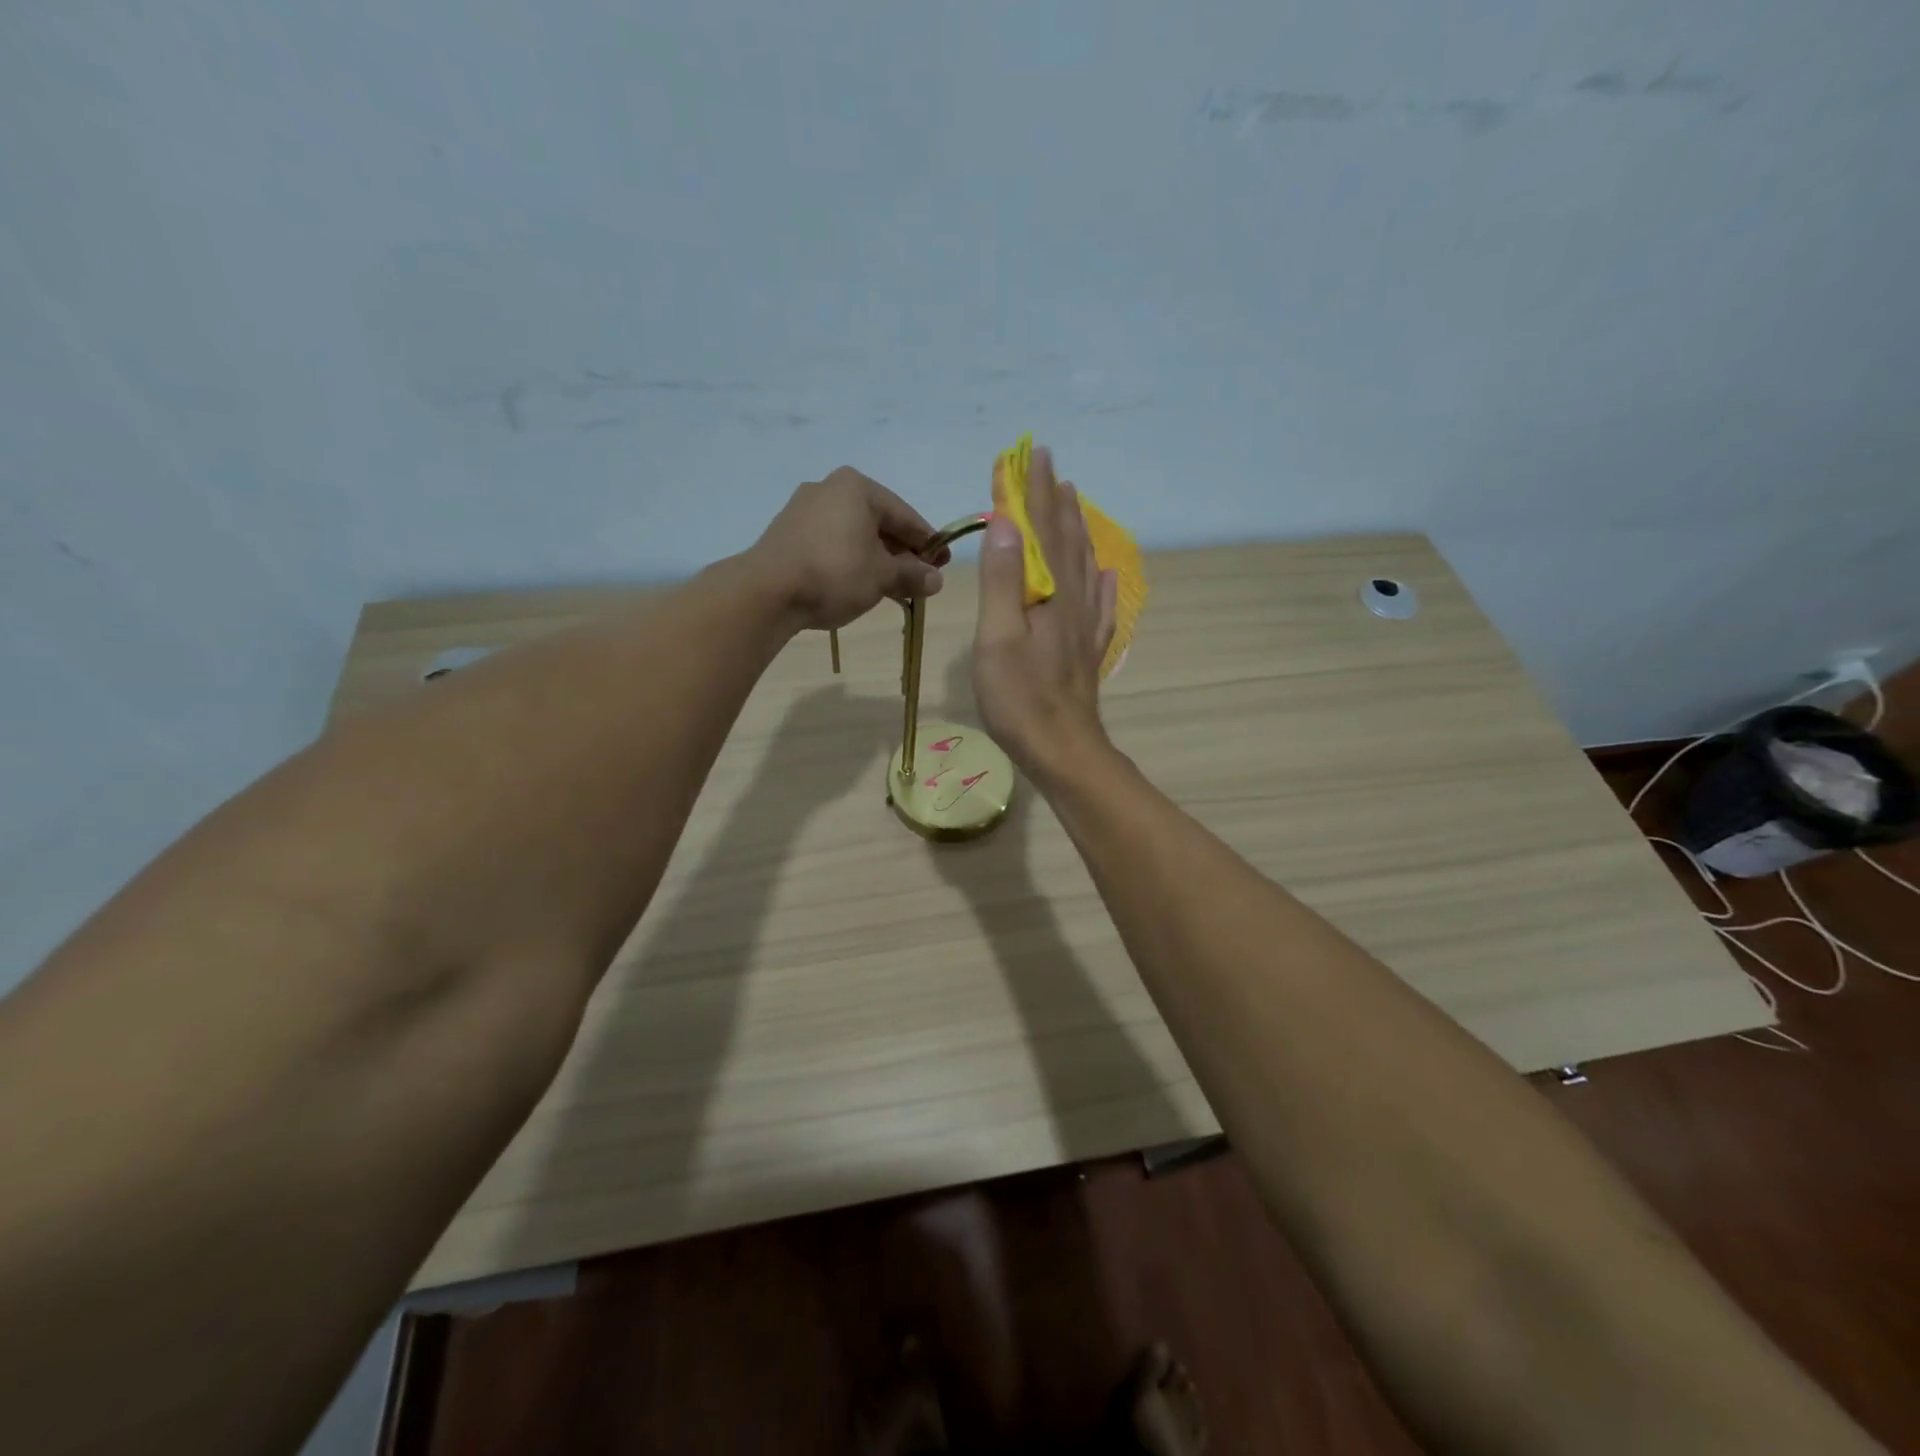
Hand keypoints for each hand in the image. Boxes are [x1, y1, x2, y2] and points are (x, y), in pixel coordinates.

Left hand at [747, 467, 948, 631]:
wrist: (767, 591)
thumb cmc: (835, 573)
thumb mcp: (882, 576)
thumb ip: (912, 575)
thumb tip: (935, 580)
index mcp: (857, 487)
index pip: (905, 515)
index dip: (928, 542)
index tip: (943, 563)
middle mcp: (829, 488)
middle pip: (878, 522)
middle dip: (901, 552)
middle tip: (920, 578)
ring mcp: (804, 509)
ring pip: (854, 534)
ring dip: (877, 559)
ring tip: (893, 586)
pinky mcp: (788, 533)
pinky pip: (832, 543)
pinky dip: (852, 560)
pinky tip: (861, 583)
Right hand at [973, 446, 1117, 779]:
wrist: (1063, 748)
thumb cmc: (1020, 697)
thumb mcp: (998, 637)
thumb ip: (1002, 579)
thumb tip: (1007, 522)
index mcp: (1048, 592)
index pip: (1039, 529)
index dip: (1029, 493)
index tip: (1025, 456)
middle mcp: (1072, 600)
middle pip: (1064, 539)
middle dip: (1054, 499)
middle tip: (1049, 465)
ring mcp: (1084, 626)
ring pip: (1083, 564)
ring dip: (1076, 528)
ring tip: (1073, 500)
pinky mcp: (1087, 650)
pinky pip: (1099, 604)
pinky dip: (1099, 581)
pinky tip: (1103, 572)